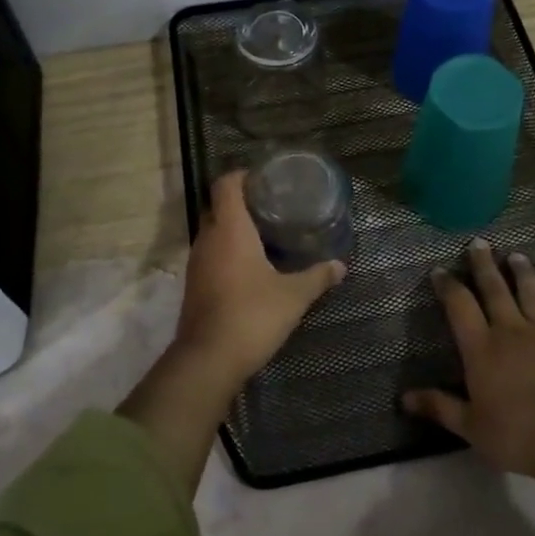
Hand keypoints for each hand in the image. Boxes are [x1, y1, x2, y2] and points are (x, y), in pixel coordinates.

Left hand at [174, 170, 346, 386]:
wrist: (208, 360)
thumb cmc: (252, 315)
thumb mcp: (293, 296)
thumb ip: (317, 277)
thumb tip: (340, 265)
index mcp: (230, 229)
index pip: (226, 184)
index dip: (243, 175)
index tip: (266, 179)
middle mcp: (208, 239)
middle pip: (219, 206)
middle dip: (242, 202)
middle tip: (273, 206)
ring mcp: (197, 263)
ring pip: (213, 232)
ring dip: (234, 229)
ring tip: (266, 234)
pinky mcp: (194, 284)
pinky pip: (211, 254)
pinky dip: (228, 251)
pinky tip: (252, 265)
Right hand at [402, 237, 534, 478]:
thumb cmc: (515, 432)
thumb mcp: (470, 426)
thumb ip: (439, 407)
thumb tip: (404, 398)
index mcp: (481, 347)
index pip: (460, 306)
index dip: (448, 286)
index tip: (439, 270)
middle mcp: (509, 331)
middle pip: (495, 290)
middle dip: (484, 265)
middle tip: (479, 242)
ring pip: (530, 295)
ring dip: (522, 274)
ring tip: (516, 255)